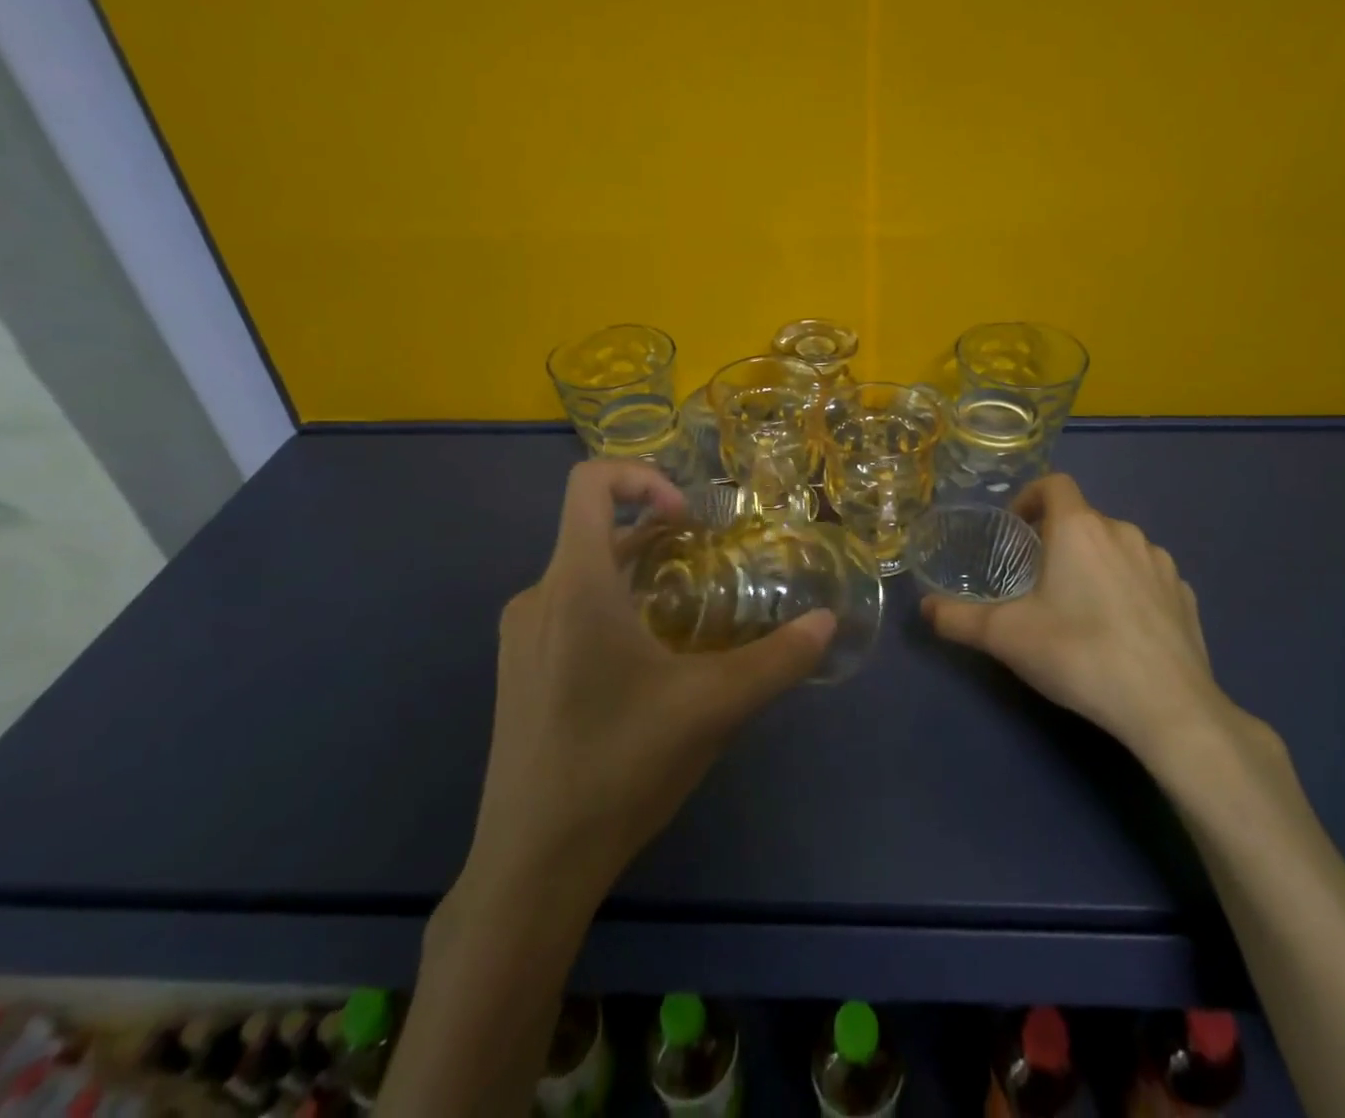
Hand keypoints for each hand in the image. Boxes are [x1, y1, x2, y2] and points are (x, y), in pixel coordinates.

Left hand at [460, 459, 834, 900]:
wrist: (531, 865)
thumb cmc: (619, 766)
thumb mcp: (713, 707)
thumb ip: (777, 659)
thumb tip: (826, 624)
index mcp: (575, 584)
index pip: (588, 482)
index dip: (642, 478)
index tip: (688, 521)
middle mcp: (537, 596)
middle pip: (594, 529)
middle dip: (657, 534)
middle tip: (708, 567)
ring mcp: (520, 635)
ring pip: (583, 572)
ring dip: (638, 575)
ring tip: (686, 617)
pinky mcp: (518, 670)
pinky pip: (567, 610)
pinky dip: (612, 607)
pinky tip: (646, 665)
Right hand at [922, 474, 1234, 771]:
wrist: (1168, 708)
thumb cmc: (1078, 654)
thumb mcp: (1005, 636)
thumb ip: (957, 618)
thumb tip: (924, 608)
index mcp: (1079, 528)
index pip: (1054, 484)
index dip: (1030, 497)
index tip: (1015, 530)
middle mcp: (1123, 532)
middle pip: (1082, 518)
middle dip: (1057, 539)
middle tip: (1036, 579)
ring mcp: (1161, 563)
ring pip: (1116, 546)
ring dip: (1093, 561)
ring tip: (1078, 604)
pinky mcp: (1185, 596)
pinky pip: (1146, 576)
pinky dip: (1127, 587)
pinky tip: (1119, 628)